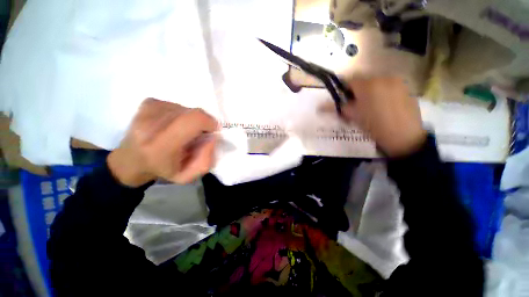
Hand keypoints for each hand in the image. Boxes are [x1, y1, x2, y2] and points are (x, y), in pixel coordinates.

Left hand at [107, 98, 218, 186]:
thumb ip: (206, 159)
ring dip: (192, 120)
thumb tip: (212, 136)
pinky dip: (182, 114)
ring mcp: (147, 111)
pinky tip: (174, 124)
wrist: (131, 160)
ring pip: (187, 109)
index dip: (209, 122)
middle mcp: (150, 124)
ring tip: (183, 132)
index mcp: (160, 146)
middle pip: (193, 113)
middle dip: (203, 122)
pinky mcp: (148, 103)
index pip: (193, 121)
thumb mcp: (188, 176)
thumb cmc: (163, 170)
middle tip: (199, 134)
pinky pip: (177, 105)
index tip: (212, 131)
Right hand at [321, 77, 426, 156]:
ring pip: (376, 83)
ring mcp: (397, 82)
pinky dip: (382, 93)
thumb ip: (337, 108)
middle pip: (363, 81)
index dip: (344, 90)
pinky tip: (384, 107)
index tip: (343, 101)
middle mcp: (383, 77)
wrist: (404, 137)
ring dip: (370, 92)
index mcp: (368, 85)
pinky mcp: (406, 88)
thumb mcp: (353, 116)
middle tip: (357, 106)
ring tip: (371, 107)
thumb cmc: (374, 126)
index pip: (349, 80)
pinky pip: (388, 86)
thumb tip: (320, 106)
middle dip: (357, 91)